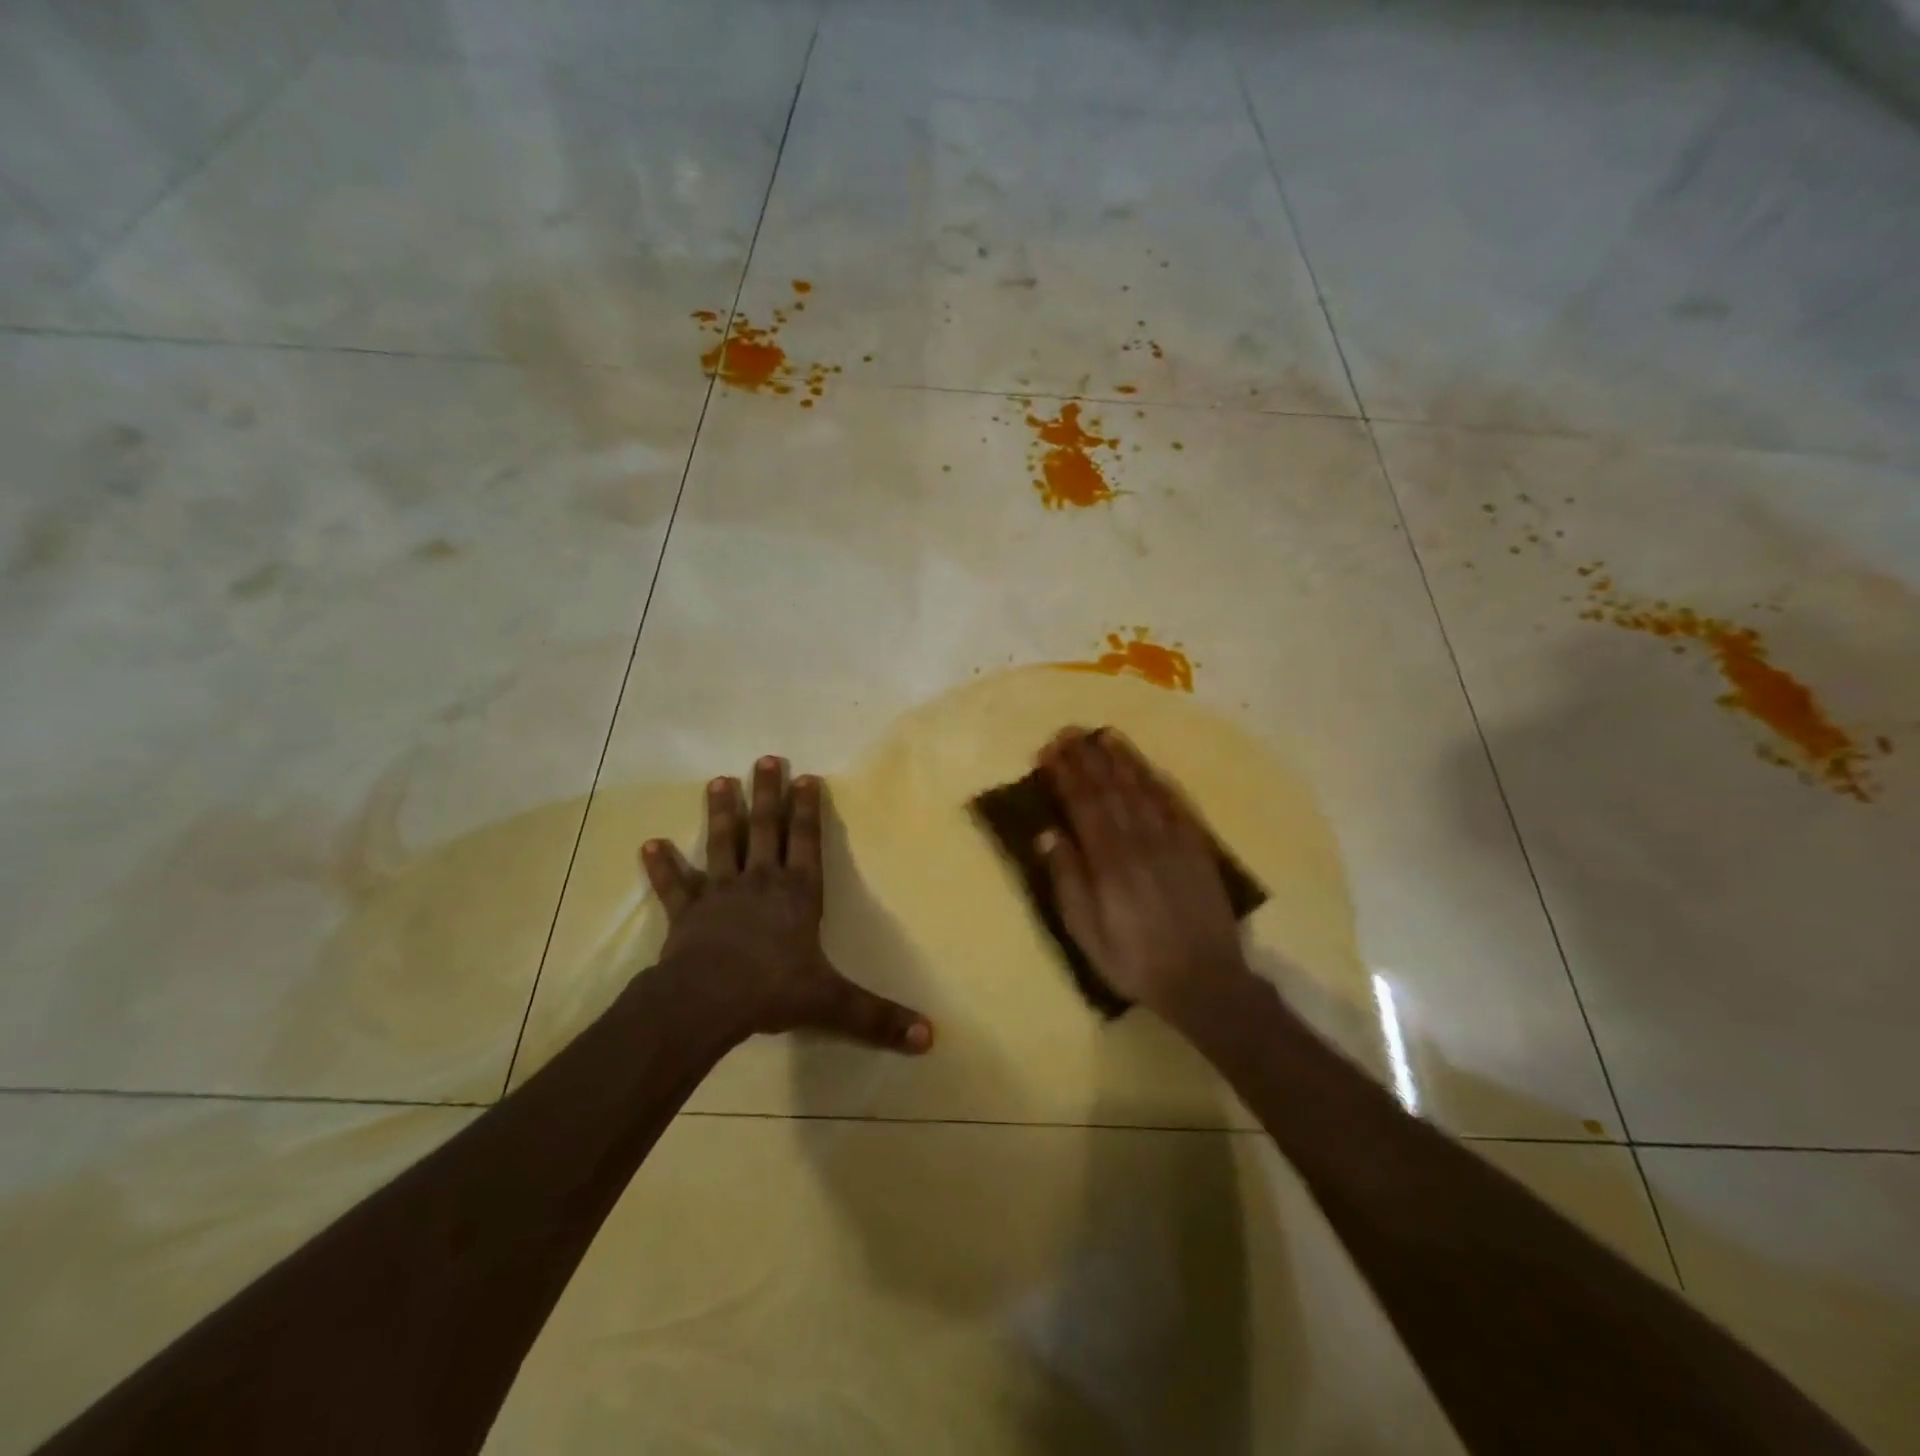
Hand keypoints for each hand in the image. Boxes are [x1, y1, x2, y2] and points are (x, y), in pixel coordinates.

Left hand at [640, 757, 933, 1053]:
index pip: (807, 841)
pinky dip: (662, 865)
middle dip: (768, 794)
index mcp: (798, 893)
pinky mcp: (687, 911)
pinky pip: (674, 884)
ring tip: (719, 781)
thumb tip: (930, 1038)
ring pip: (722, 843)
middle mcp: (761, 881)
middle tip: (765, 759)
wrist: (706, 1001)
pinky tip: (650, 845)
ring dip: (721, 812)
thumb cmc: (772, 991)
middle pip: (766, 828)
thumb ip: (878, 1017)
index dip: (808, 809)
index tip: (806, 777)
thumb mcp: (832, 1002)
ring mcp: (720, 892)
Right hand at [1038, 728, 1251, 1016]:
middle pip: (1111, 788)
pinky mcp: (1197, 846)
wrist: (1205, 980)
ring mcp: (1172, 840)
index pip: (1083, 804)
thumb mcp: (1087, 932)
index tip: (1049, 751)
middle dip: (1088, 757)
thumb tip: (1047, 834)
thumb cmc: (1135, 961)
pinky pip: (1175, 803)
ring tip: (1105, 735)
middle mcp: (1140, 840)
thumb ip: (1068, 880)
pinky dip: (1157, 780)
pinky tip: (1147, 767)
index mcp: (1109, 861)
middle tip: (1071, 732)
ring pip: (1143, 788)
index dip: (1065, 774)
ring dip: (1122, 759)